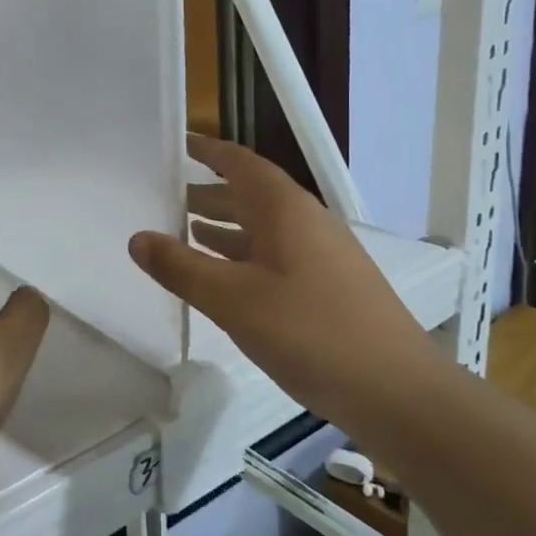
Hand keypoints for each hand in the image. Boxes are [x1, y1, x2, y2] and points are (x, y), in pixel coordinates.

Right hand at [128, 137, 439, 413]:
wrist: (398, 392)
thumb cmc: (311, 333)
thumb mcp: (232, 300)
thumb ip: (181, 267)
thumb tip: (137, 238)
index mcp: (285, 210)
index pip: (240, 163)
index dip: (208, 150)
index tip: (177, 143)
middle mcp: (306, 222)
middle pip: (251, 194)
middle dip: (209, 192)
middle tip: (166, 196)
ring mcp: (323, 255)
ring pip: (263, 227)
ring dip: (224, 225)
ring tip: (184, 230)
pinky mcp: (330, 286)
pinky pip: (275, 254)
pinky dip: (243, 255)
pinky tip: (225, 277)